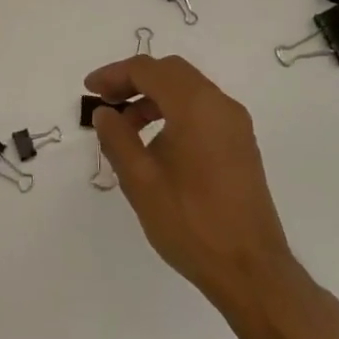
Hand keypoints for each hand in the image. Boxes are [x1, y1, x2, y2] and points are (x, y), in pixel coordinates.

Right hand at [86, 54, 300, 312]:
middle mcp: (221, 105)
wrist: (249, 269)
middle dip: (134, 81)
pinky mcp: (240, 145)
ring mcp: (235, 125)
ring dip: (153, 97)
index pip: (149, 70)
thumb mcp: (140, 180)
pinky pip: (202, 111)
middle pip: (171, 72)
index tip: (89, 91)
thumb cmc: (189, 222)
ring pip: (188, 91)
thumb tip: (105, 113)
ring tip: (125, 128)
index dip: (114, 74)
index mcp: (196, 106)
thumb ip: (117, 138)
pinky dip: (173, 112)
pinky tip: (155, 144)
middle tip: (105, 102)